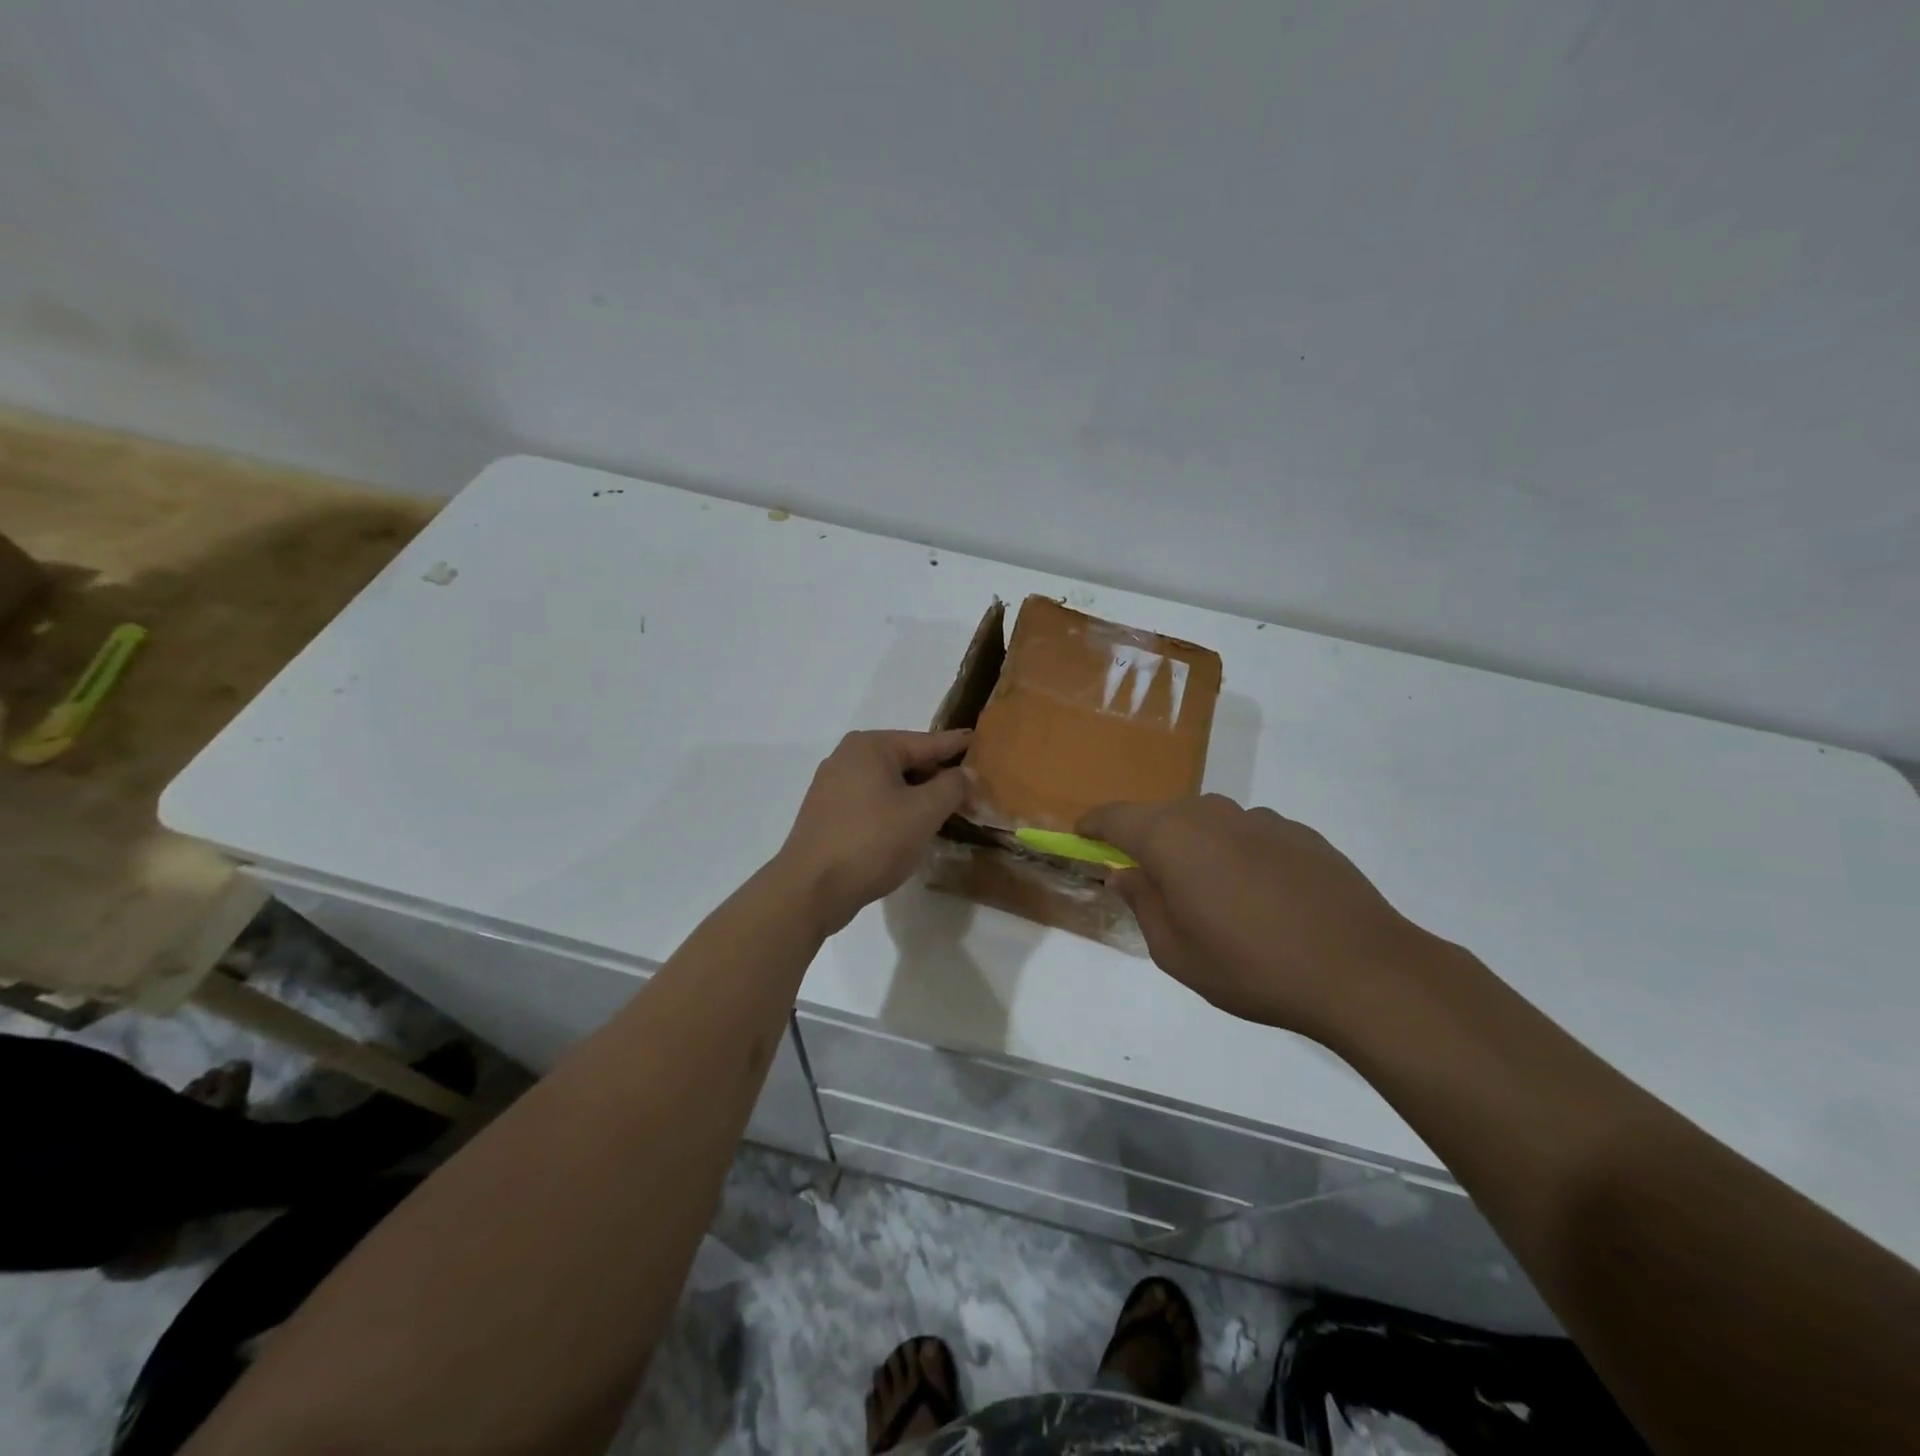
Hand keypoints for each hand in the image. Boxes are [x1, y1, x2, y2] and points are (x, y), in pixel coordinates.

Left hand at [776, 729, 972, 936]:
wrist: (812, 889)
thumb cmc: (873, 841)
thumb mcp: (923, 812)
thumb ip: (952, 787)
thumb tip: (967, 772)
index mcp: (870, 746)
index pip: (926, 742)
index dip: (957, 746)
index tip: (980, 740)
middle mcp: (848, 757)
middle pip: (907, 761)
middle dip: (939, 777)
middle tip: (973, 789)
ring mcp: (833, 786)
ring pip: (889, 784)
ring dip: (918, 796)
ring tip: (948, 809)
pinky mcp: (828, 814)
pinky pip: (873, 802)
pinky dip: (896, 810)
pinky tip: (913, 827)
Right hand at [1081, 794, 1436, 1036]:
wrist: (1361, 969)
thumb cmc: (1252, 967)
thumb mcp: (1177, 953)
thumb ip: (1142, 904)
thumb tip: (1125, 873)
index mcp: (1171, 838)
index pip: (1115, 816)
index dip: (1093, 825)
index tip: (1083, 838)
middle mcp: (1210, 814)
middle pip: (1161, 815)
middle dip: (1146, 841)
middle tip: (1151, 883)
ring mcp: (1258, 818)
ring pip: (1207, 822)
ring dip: (1194, 846)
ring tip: (1211, 894)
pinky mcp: (1298, 831)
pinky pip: (1247, 833)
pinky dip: (1236, 852)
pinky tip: (1260, 895)